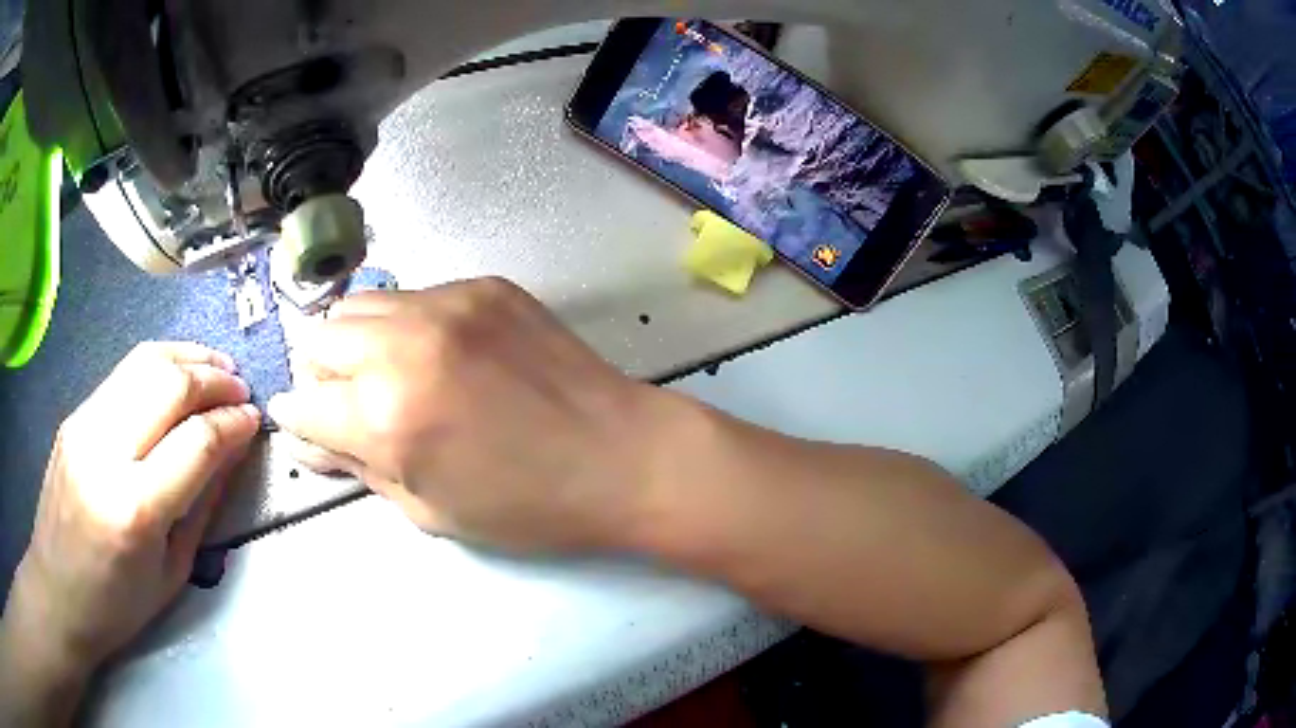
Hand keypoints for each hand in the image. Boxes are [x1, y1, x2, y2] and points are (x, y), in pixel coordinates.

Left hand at [2, 342, 258, 711]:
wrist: (58, 590)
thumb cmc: (118, 604)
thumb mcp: (172, 574)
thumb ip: (202, 507)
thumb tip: (231, 453)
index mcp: (135, 510)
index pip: (196, 443)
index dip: (233, 424)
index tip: (255, 420)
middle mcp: (106, 453)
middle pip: (168, 385)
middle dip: (214, 377)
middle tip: (241, 386)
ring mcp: (84, 425)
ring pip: (143, 363)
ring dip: (187, 357)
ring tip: (216, 364)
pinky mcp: (74, 415)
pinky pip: (122, 374)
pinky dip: (158, 363)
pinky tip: (175, 373)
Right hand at [269, 278, 679, 552]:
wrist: (621, 455)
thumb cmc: (528, 505)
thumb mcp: (430, 509)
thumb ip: (359, 467)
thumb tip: (310, 441)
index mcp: (386, 417)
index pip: (302, 404)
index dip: (298, 420)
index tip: (306, 425)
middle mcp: (403, 346)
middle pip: (319, 339)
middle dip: (323, 375)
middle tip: (353, 403)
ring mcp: (447, 305)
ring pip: (360, 306)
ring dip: (358, 341)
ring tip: (391, 374)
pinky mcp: (483, 286)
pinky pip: (415, 297)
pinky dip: (408, 325)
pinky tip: (444, 355)